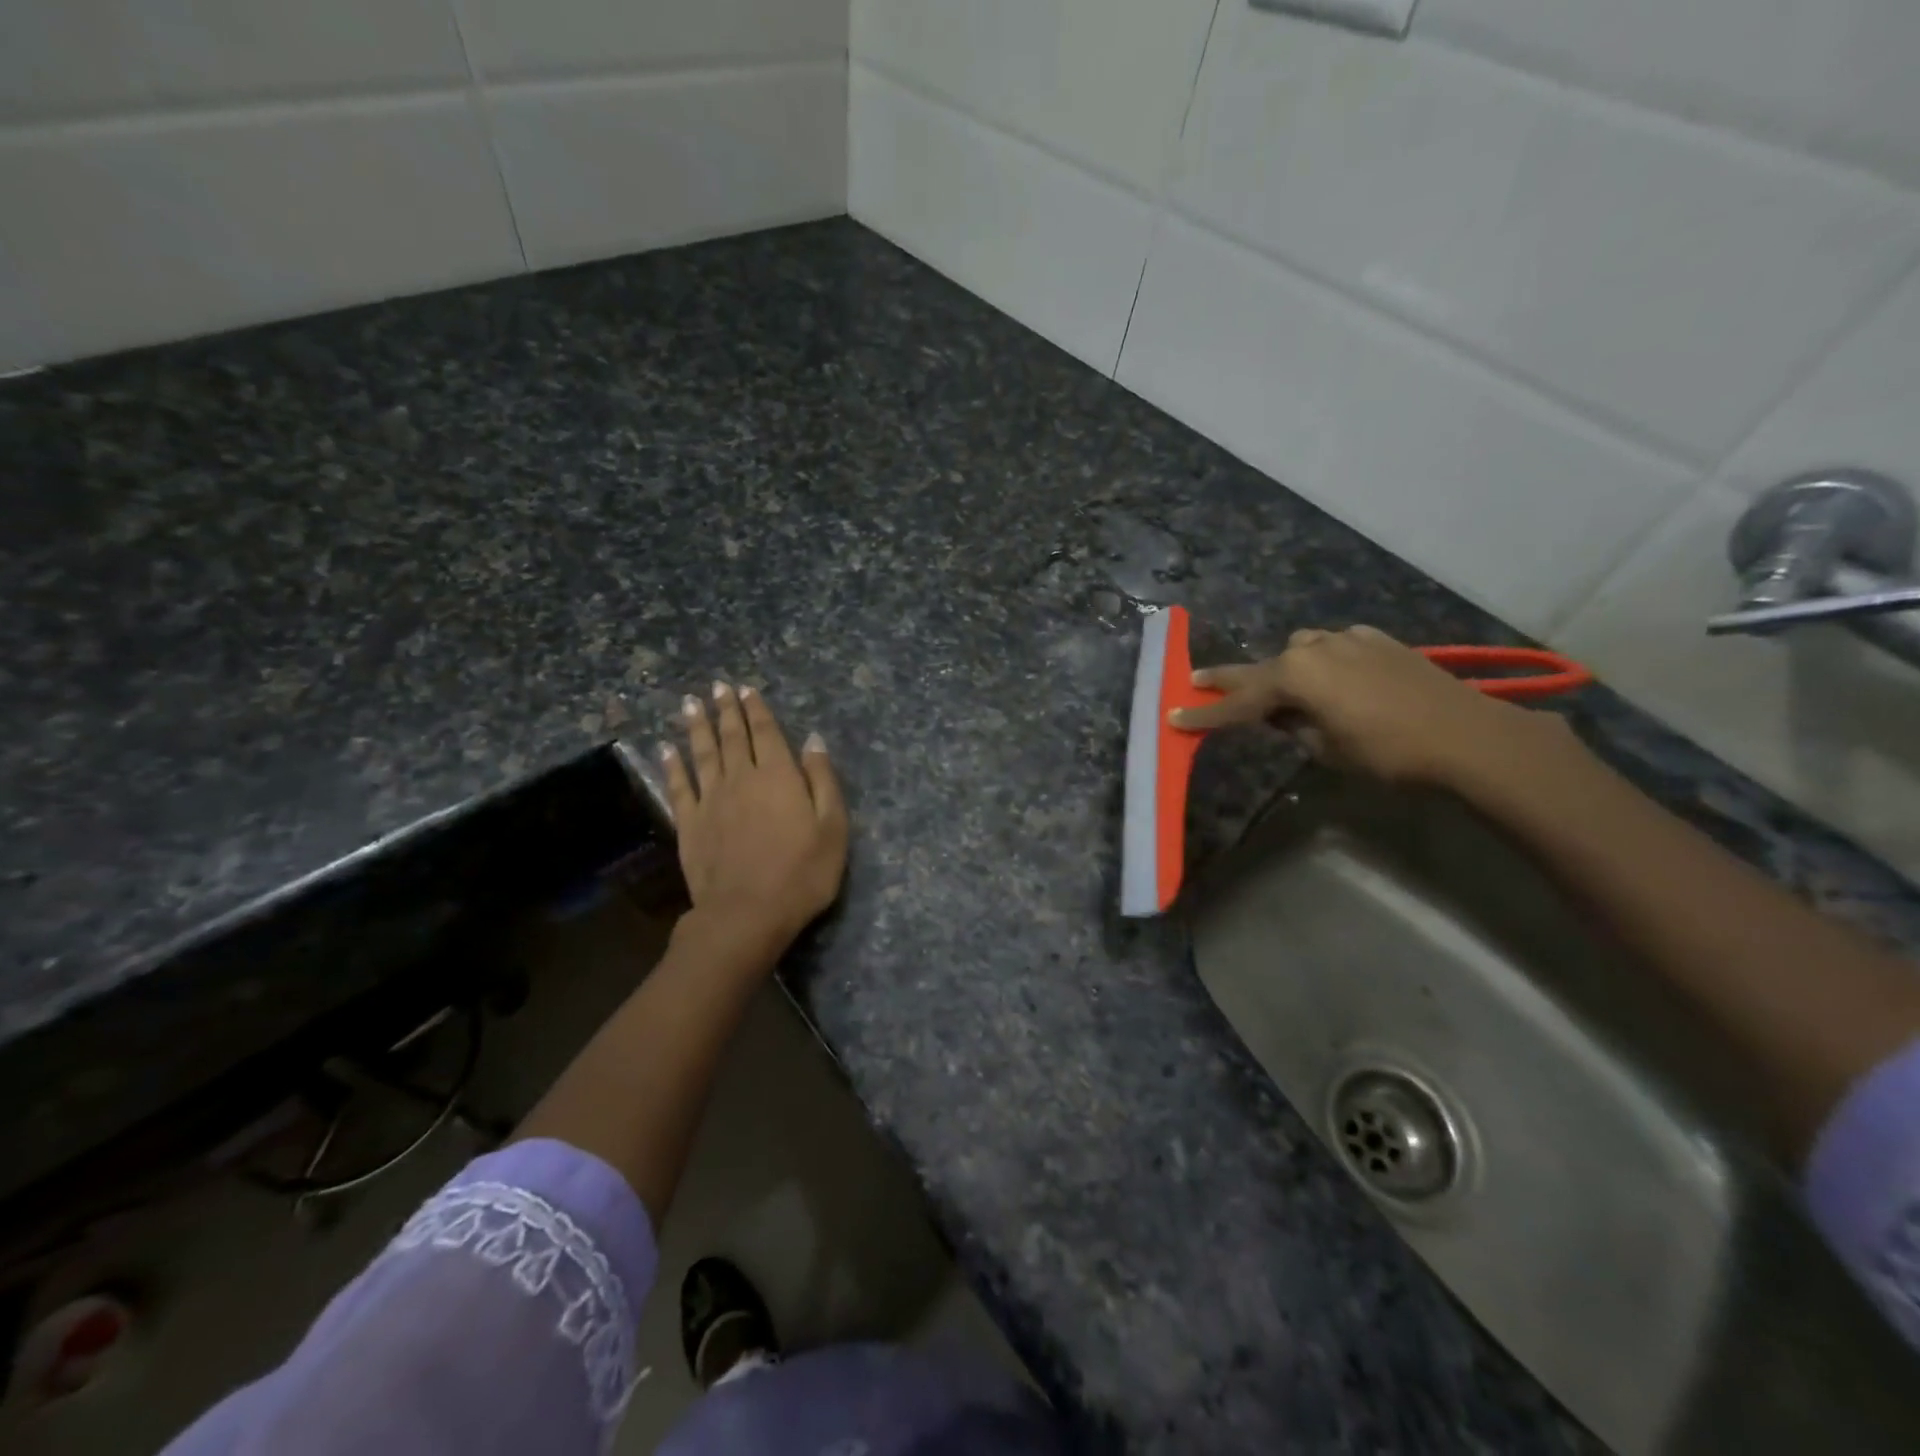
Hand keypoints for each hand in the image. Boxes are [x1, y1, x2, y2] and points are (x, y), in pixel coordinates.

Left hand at [661, 682, 848, 953]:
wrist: (747, 913)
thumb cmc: (802, 873)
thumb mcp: (833, 828)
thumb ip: (823, 780)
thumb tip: (813, 740)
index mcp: (779, 776)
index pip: (767, 733)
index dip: (757, 710)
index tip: (746, 689)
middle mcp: (742, 778)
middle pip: (733, 737)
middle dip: (727, 710)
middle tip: (718, 688)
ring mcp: (711, 800)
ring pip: (703, 754)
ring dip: (698, 728)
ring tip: (691, 704)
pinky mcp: (690, 824)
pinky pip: (679, 786)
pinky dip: (672, 765)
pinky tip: (666, 749)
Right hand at [1169, 625, 1561, 786]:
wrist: (1468, 736)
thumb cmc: (1388, 752)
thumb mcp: (1327, 749)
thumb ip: (1294, 727)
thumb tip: (1284, 715)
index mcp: (1295, 676)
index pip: (1239, 702)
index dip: (1205, 714)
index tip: (1174, 715)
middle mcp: (1315, 648)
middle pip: (1261, 667)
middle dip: (1230, 680)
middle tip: (1196, 681)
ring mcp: (1349, 639)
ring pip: (1300, 650)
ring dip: (1286, 669)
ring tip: (1286, 691)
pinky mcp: (1379, 640)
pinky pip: (1337, 646)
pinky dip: (1326, 661)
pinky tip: (1337, 677)